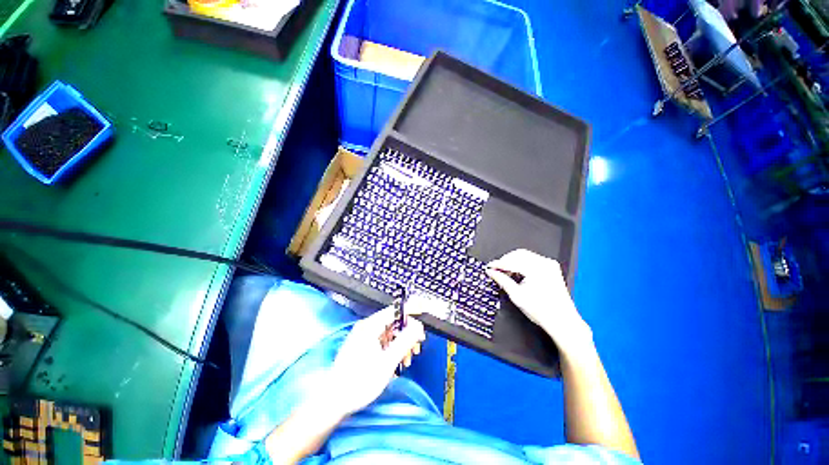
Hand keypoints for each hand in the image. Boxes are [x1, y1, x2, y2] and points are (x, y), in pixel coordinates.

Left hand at [326, 306, 425, 416]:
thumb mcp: (388, 361)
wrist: (333, 400)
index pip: (394, 310)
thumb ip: (405, 341)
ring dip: (401, 343)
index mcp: (371, 326)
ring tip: (408, 359)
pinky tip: (397, 361)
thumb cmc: (360, 381)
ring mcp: (363, 336)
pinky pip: (382, 341)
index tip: (423, 311)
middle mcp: (367, 327)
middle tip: (418, 346)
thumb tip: (418, 327)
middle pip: (393, 322)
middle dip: (408, 333)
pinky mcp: (362, 346)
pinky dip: (392, 348)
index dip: (410, 310)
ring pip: (389, 333)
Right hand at [486, 249, 592, 354]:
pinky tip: (517, 272)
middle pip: (518, 254)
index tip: (489, 267)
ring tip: (505, 272)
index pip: (511, 261)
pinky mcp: (551, 268)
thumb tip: (491, 272)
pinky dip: (522, 264)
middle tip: (496, 270)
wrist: (562, 321)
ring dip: (513, 262)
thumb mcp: (516, 295)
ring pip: (525, 256)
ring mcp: (549, 265)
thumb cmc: (542, 311)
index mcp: (536, 269)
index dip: (498, 264)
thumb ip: (502, 280)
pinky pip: (532, 260)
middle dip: (505, 261)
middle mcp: (544, 263)